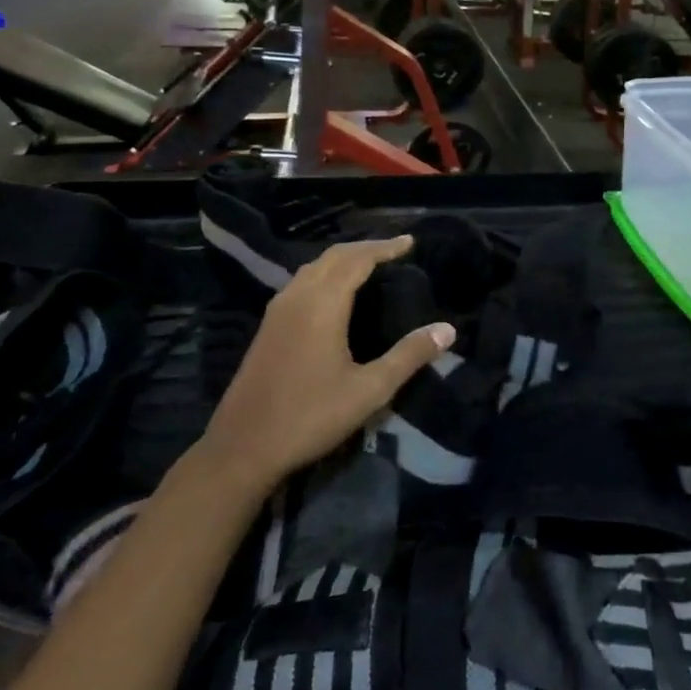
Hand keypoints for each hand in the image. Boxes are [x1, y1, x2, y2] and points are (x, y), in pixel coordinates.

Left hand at [206, 238, 453, 486]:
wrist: (243, 448)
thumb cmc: (310, 416)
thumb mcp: (369, 390)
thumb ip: (409, 356)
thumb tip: (447, 330)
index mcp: (322, 305)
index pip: (357, 260)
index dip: (384, 247)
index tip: (410, 241)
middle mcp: (297, 297)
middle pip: (333, 257)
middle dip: (364, 248)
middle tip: (394, 250)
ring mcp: (277, 312)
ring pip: (312, 268)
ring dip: (342, 259)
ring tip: (368, 265)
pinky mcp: (267, 328)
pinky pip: (300, 283)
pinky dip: (324, 274)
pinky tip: (333, 294)